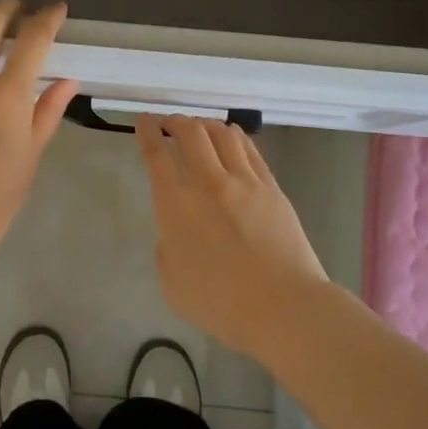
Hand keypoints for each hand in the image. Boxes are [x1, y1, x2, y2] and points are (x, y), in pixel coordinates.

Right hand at [135, 115, 329, 355]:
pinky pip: (249, 150)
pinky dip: (234, 136)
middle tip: (169, 122)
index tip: (144, 121)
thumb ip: (167, 248)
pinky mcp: (271, 188)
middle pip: (190, 133)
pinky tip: (231, 137)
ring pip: (222, 134)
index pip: (157, 155)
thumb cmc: (221, 304)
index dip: (147, 132)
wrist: (283, 307)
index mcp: (176, 207)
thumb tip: (176, 231)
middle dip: (175, 121)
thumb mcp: (172, 283)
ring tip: (199, 127)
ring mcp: (244, 182)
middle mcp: (208, 184)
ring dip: (205, 124)